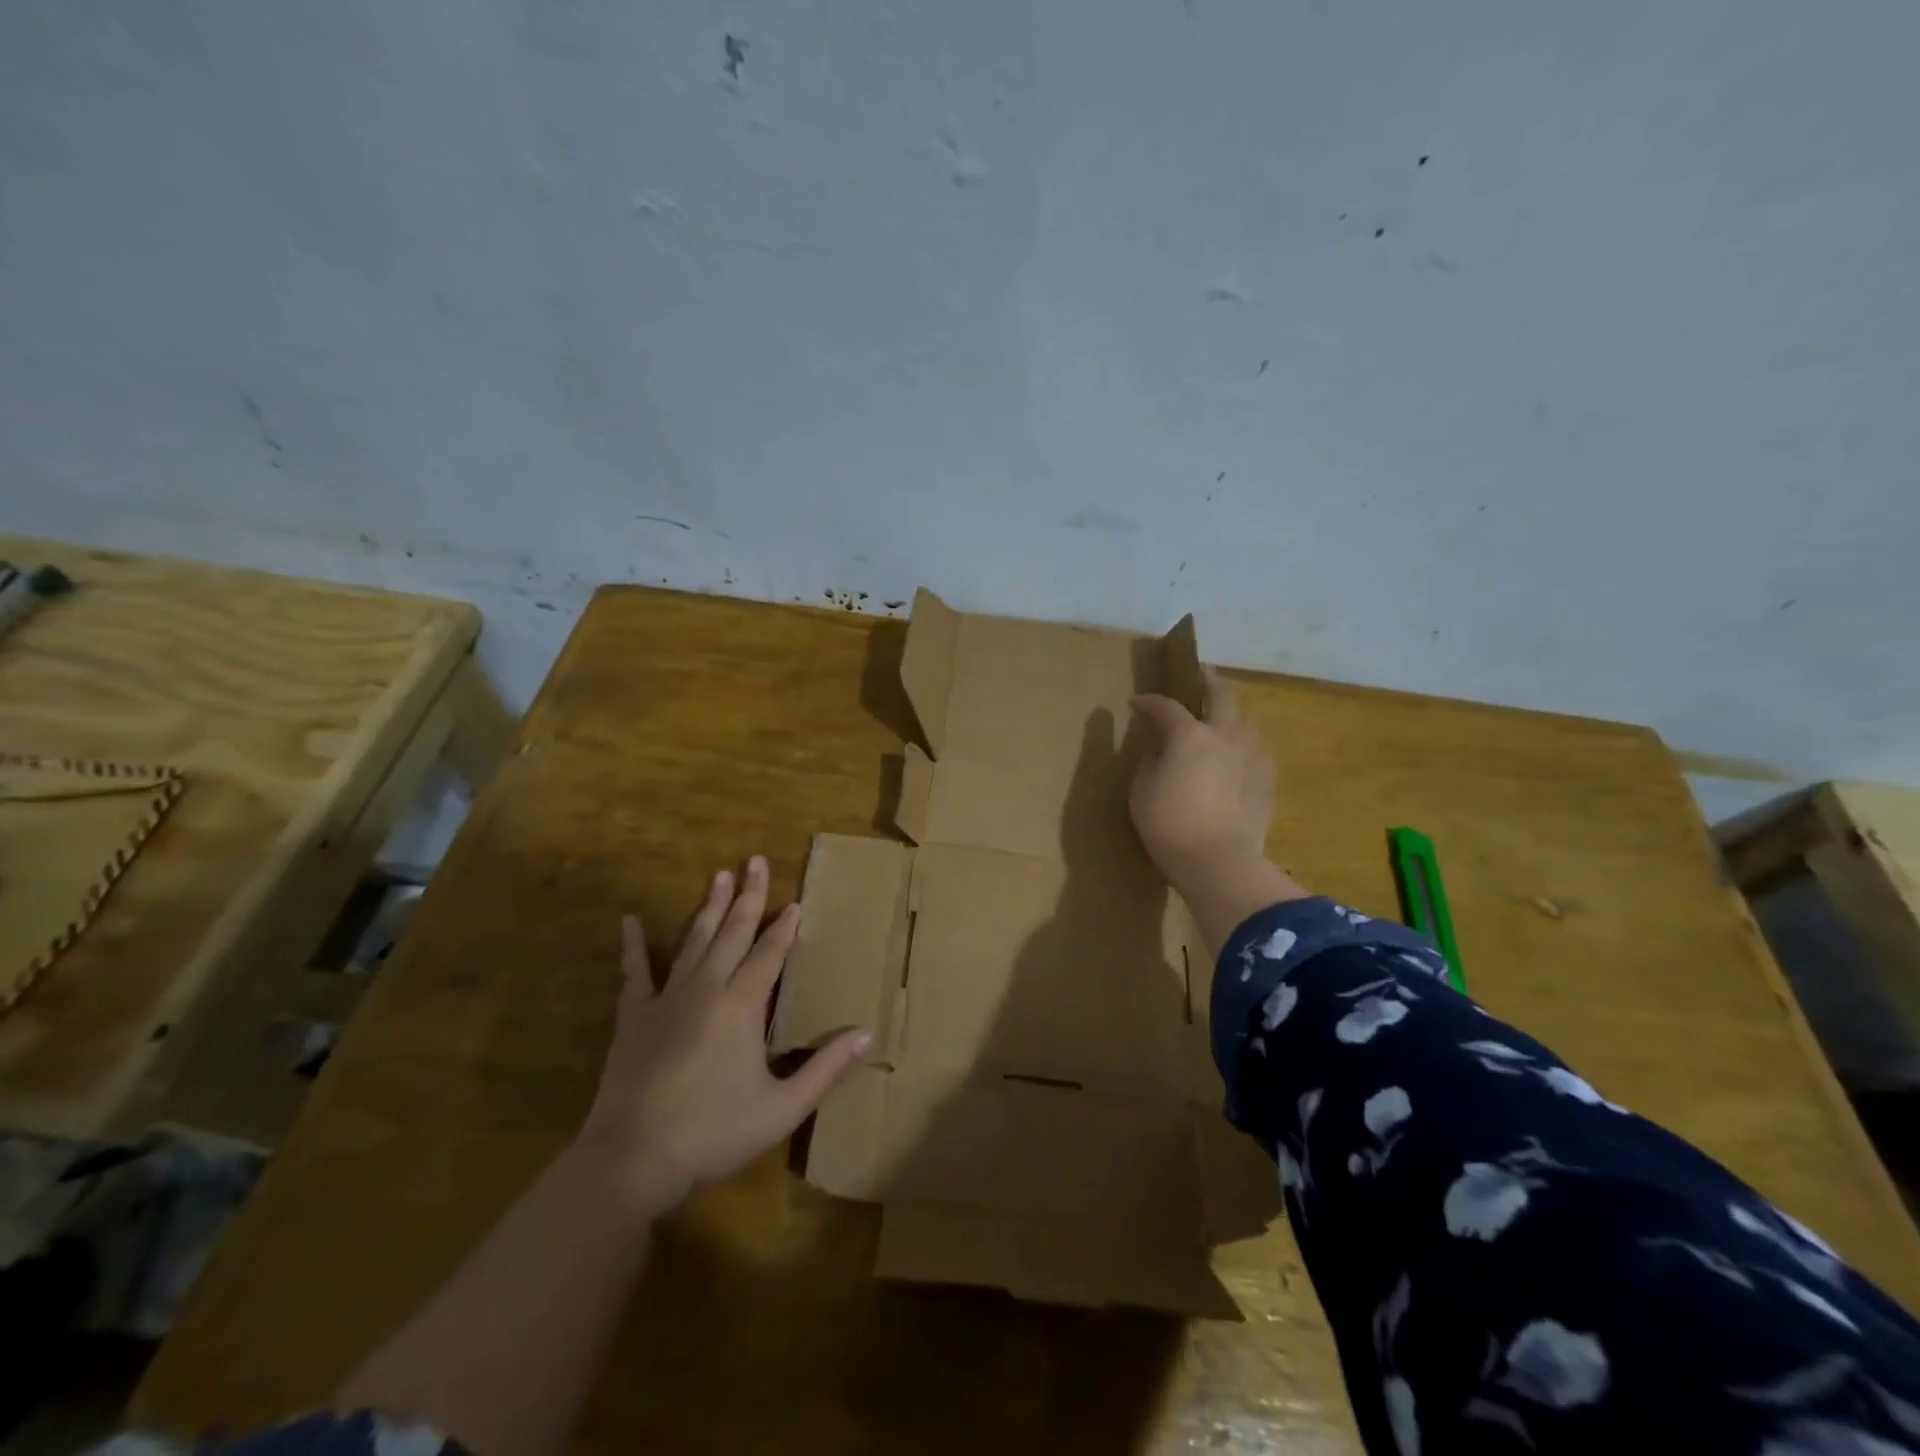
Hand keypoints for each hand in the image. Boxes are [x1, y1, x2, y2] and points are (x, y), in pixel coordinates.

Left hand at [576, 857, 869, 1215]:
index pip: (770, 953)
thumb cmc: (714, 1132)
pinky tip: (629, 920)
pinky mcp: (634, 1016)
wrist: (633, 1158)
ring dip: (708, 906)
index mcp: (743, 1004)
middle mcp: (707, 988)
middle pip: (733, 932)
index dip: (784, 927)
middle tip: (755, 861)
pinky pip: (636, 972)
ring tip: (719, 875)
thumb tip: (866, 1034)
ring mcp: (667, 998)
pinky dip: (634, 945)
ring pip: (694, 940)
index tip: (795, 902)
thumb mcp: (782, 1107)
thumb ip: (826, 1068)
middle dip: (748, 896)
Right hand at [1129, 670, 1274, 888]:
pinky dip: (1241, 742)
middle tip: (1199, 675)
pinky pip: (1254, 748)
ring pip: (1244, 719)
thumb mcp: (1142, 792)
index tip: (1136, 703)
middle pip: (1221, 695)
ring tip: (1219, 717)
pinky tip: (1236, 754)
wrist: (1220, 862)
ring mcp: (1252, 756)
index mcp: (1190, 735)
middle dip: (1207, 681)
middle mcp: (1225, 735)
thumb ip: (1150, 762)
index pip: (1166, 707)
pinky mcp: (1266, 779)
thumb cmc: (1170, 826)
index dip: (1148, 702)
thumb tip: (1159, 748)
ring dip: (1229, 712)